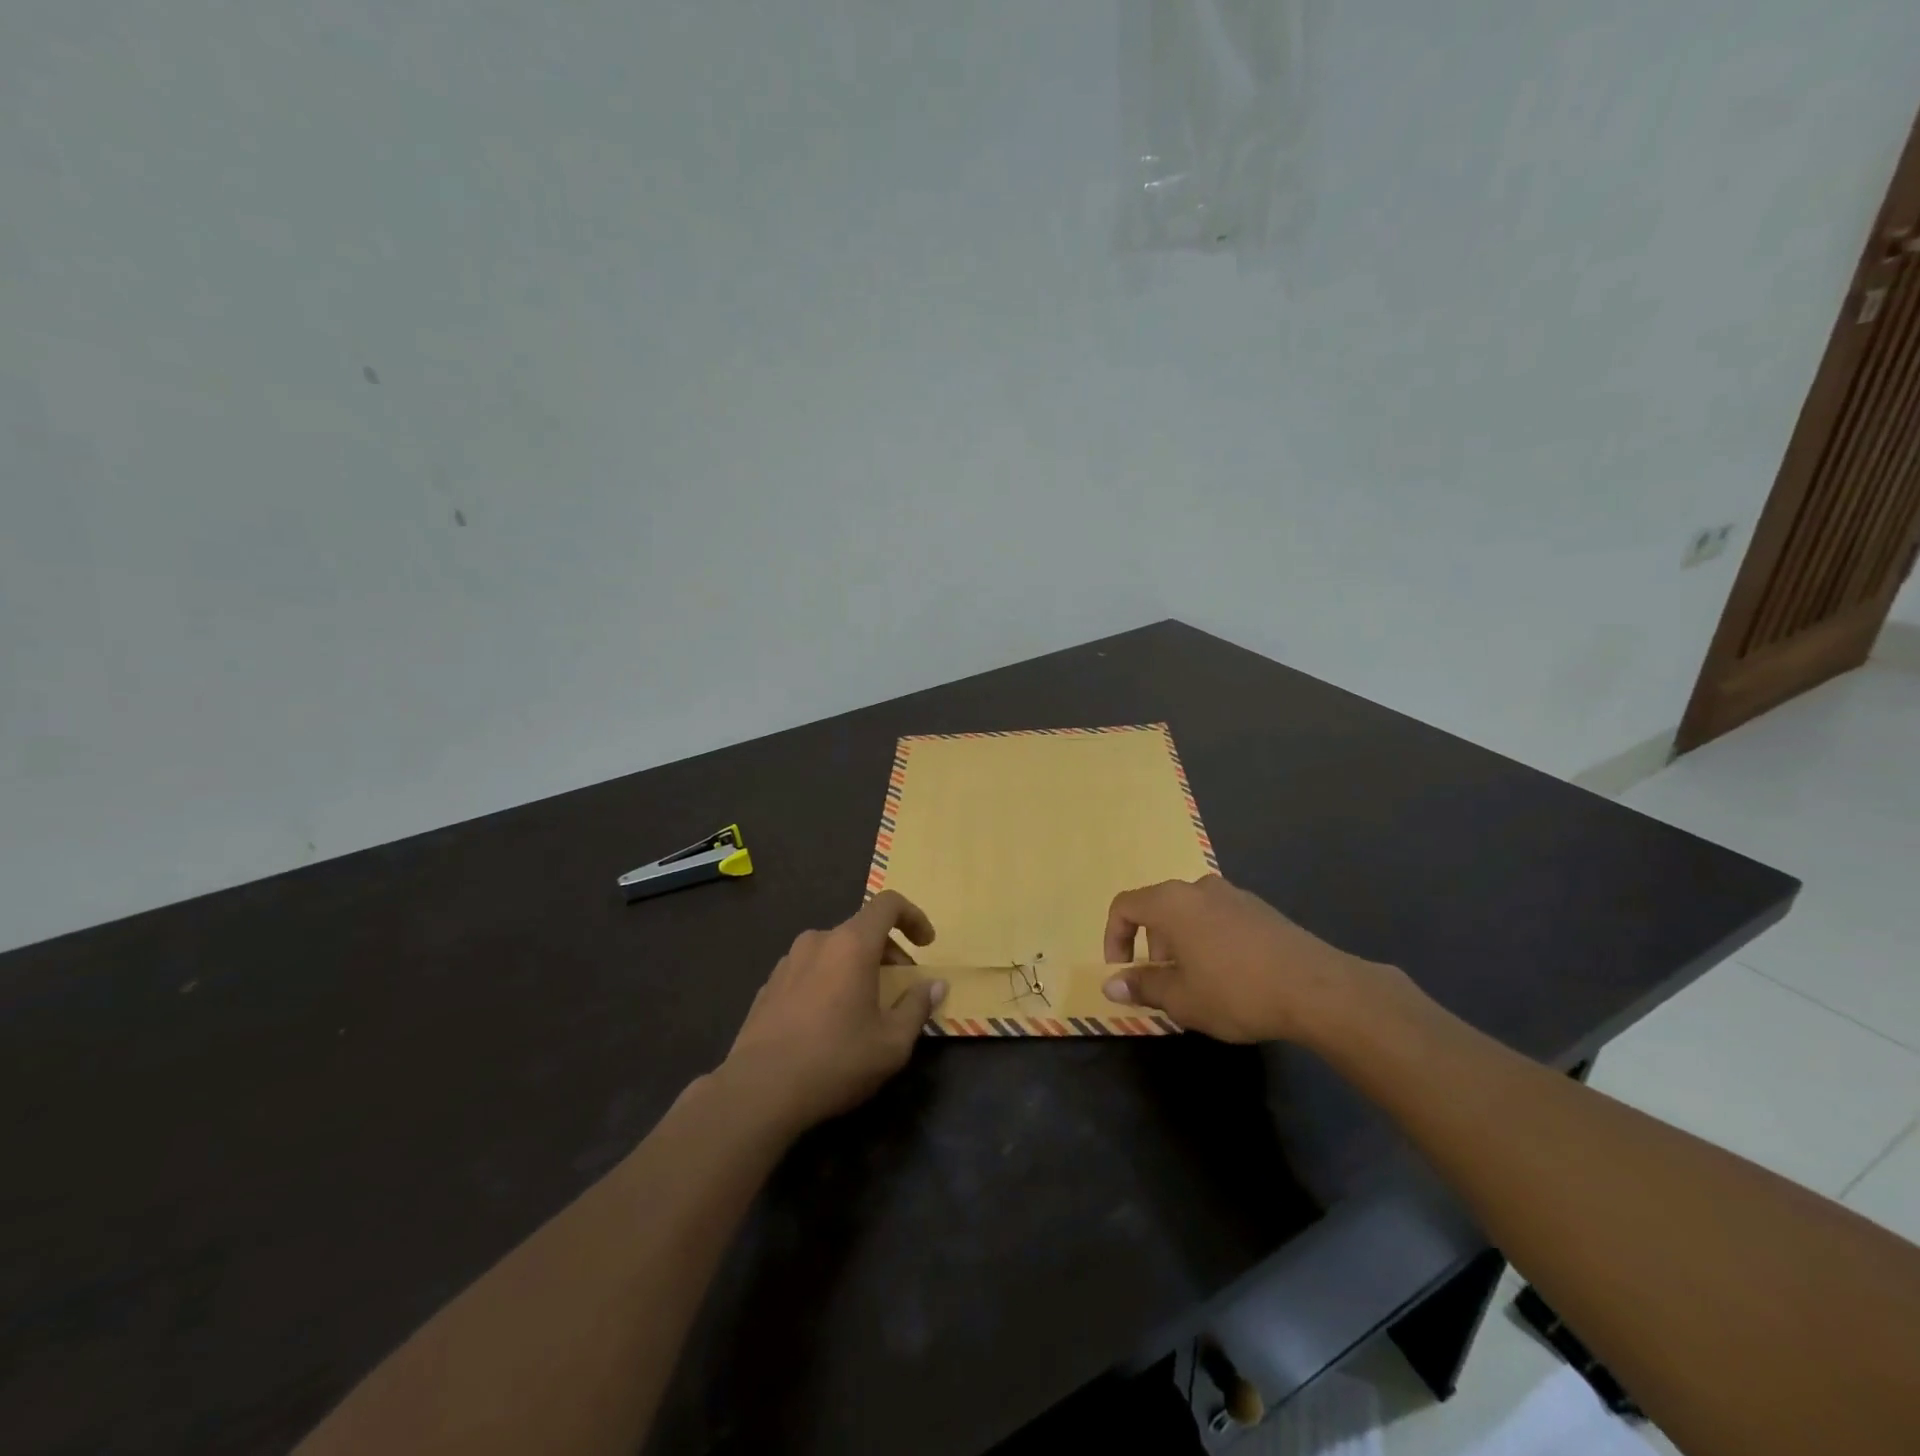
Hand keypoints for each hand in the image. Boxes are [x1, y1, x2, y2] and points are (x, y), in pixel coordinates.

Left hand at [720, 891, 947, 1134]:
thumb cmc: (835, 1060)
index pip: (888, 904)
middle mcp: (819, 941)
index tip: (926, 945)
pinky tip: (828, 1021)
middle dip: (889, 952)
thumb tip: (936, 985)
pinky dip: (829, 980)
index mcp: (852, 944)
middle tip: (900, 989)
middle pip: (862, 930)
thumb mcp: (892, 1042)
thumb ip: (918, 1006)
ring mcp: (788, 960)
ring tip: (864, 1006)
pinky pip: (810, 969)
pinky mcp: (769, 984)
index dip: (913, 917)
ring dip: (857, 967)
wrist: (758, 1090)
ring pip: (835, 950)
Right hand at [1101, 874, 1380, 1043]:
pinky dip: (1209, 940)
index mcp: (1172, 902)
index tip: (1123, 972)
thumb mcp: (1181, 998)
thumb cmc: (1235, 990)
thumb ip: (1142, 986)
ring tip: (1196, 983)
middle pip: (1158, 908)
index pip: (1125, 906)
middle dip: (1150, 945)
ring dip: (1181, 943)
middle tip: (1162, 983)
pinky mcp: (1261, 909)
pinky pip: (1219, 918)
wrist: (1316, 988)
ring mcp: (1234, 895)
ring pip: (1190, 913)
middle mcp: (1199, 888)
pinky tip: (1229, 976)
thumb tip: (1111, 984)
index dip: (1114, 937)